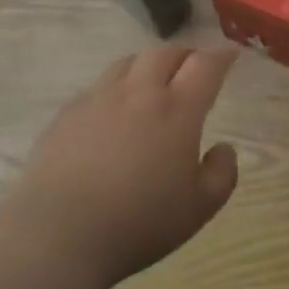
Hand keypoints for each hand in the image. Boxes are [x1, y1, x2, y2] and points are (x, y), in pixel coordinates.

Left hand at [7, 46, 239, 288]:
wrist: (58, 235)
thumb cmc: (139, 222)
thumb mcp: (199, 208)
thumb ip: (222, 173)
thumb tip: (223, 148)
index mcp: (177, 110)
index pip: (205, 65)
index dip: (221, 55)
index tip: (230, 54)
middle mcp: (138, 93)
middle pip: (165, 54)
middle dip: (185, 55)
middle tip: (193, 67)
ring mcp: (97, 99)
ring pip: (127, 63)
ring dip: (147, 65)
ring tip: (152, 81)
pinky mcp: (66, 114)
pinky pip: (96, 87)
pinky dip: (114, 89)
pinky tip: (111, 112)